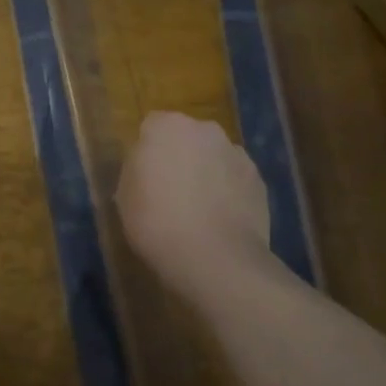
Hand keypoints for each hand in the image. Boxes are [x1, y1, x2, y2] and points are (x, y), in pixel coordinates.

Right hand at [116, 111, 276, 305]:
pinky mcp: (259, 180)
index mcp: (166, 126)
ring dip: (207, 172)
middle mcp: (205, 130)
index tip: (145, 176)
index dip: (148, 151)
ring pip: (214, 157)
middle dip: (181, 156)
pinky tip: (220, 220)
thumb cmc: (157, 222)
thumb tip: (148, 166)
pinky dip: (229, 192)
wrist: (215, 259)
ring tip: (199, 210)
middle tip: (170, 190)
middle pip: (187, 137)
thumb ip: (136, 169)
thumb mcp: (125, 195)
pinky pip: (235, 179)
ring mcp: (237, 153)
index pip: (152, 127)